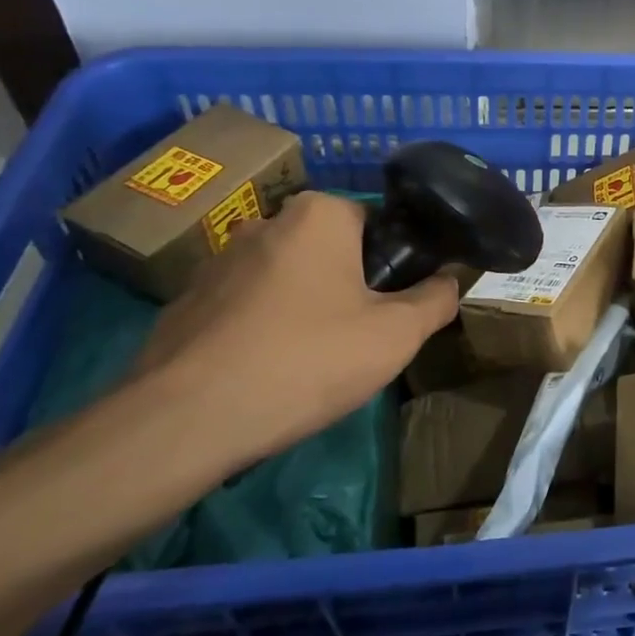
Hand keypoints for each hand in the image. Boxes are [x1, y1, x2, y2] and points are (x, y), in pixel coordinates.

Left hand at [129, 192, 458, 474]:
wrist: (186, 420)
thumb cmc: (307, 360)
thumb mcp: (396, 335)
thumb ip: (435, 300)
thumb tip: (450, 280)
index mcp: (318, 215)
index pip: (376, 224)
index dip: (393, 266)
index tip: (395, 308)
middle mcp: (265, 223)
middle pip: (330, 250)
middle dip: (348, 285)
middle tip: (358, 337)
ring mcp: (217, 262)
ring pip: (286, 278)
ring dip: (303, 306)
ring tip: (309, 361)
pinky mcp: (184, 302)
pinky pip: (244, 307)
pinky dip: (261, 329)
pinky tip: (264, 372)